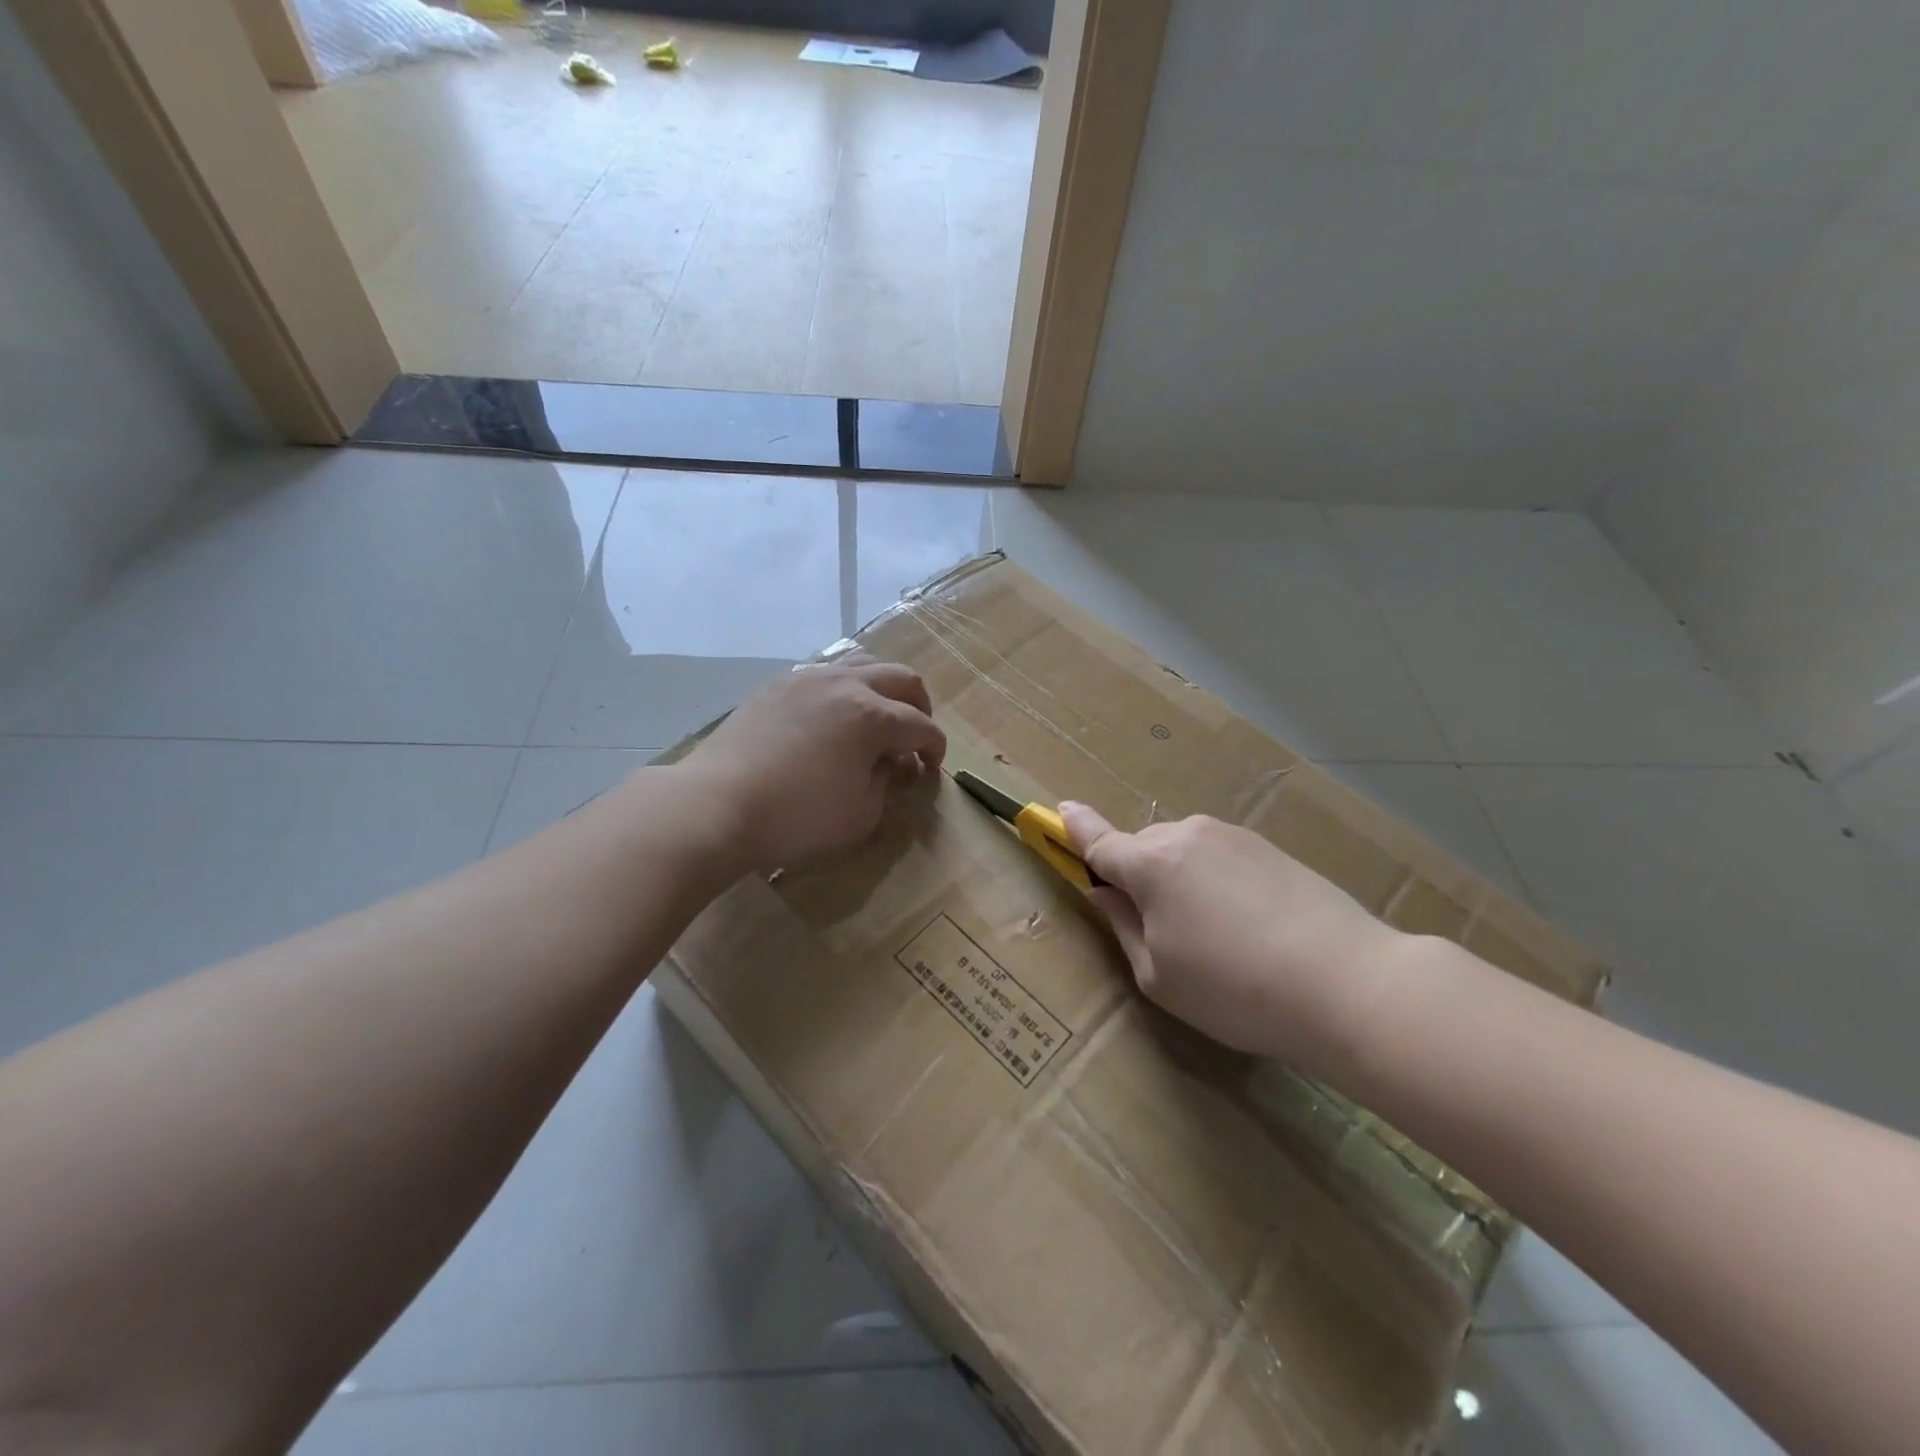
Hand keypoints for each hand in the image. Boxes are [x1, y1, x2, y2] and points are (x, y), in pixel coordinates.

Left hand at [679, 658, 945, 874]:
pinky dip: (845, 688)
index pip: (921, 726)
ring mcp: (808, 678)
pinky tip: (834, 717)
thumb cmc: (796, 818)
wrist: (716, 804)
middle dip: (919, 706)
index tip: (931, 769)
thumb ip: (887, 784)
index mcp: (872, 716)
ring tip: (879, 716)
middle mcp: (845, 684)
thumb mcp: (860, 815)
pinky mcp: (778, 685)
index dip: (935, 748)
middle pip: (901, 678)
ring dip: (883, 687)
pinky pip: (826, 673)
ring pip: (863, 663)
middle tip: (915, 736)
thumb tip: (893, 763)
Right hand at [1060, 805, 1404, 1071]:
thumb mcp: (1158, 975)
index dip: (1074, 830)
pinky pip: (1221, 859)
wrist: (1347, 982)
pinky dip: (1216, 883)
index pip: (1098, 841)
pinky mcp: (1270, 848)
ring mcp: (1233, 837)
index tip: (1058, 811)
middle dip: (1138, 878)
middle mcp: (1187, 835)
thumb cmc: (1235, 989)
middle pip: (1143, 849)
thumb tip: (1105, 892)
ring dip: (1181, 881)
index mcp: (1150, 864)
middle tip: (1161, 933)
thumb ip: (1123, 926)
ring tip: (1216, 938)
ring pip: (1184, 853)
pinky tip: (1249, 927)